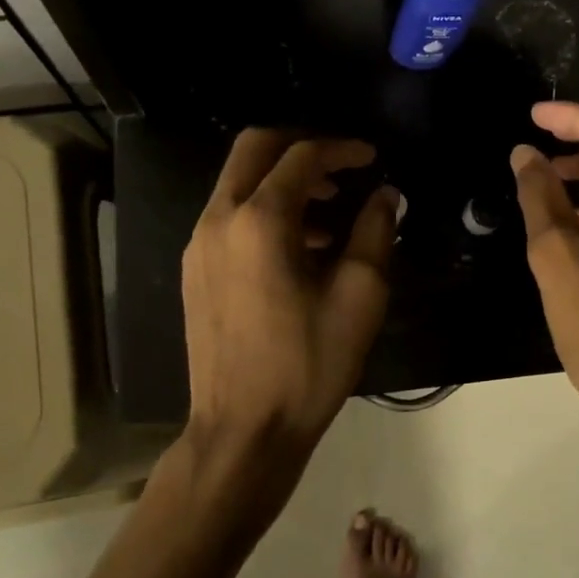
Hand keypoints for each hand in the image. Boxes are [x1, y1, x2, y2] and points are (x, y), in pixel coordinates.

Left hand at [183, 130, 396, 489]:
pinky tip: (300, 247)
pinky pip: (230, 215)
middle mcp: (219, 220)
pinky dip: (264, 208)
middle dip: (301, 146)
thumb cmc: (308, 364)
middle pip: (254, 149)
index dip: (341, 149)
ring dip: (283, 180)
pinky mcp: (194, 270)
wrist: (244, 430)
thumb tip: (384, 195)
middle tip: (342, 166)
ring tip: (330, 213)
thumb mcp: (359, 296)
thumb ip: (375, 232)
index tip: (372, 158)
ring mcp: (198, 245)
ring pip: (238, 181)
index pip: (301, 156)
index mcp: (259, 221)